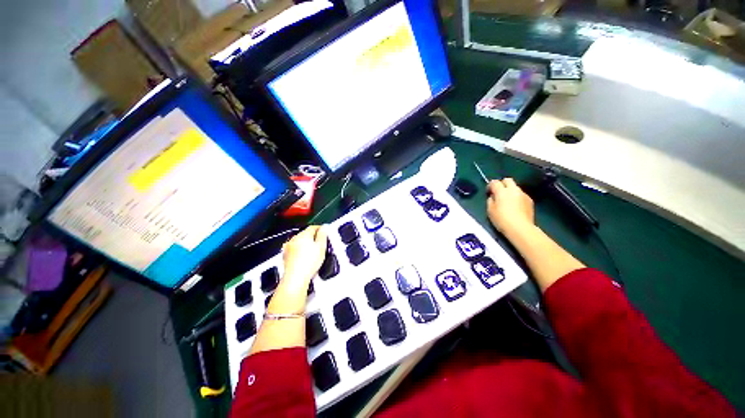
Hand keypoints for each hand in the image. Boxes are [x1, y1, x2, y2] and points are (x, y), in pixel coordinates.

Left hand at [269, 226, 327, 313]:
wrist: (295, 278)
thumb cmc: (308, 264)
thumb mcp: (321, 247)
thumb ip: (323, 235)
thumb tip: (324, 227)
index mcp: (303, 235)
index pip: (313, 227)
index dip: (320, 229)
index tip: (325, 231)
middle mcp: (294, 239)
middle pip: (306, 234)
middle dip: (313, 237)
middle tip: (321, 243)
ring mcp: (288, 247)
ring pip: (300, 241)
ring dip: (306, 244)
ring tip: (314, 252)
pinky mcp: (286, 255)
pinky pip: (295, 249)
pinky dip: (300, 251)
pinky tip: (305, 258)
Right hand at [487, 178, 534, 236]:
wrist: (521, 228)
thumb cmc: (502, 219)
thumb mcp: (490, 210)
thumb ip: (490, 200)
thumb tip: (493, 197)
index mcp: (502, 191)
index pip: (495, 182)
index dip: (490, 185)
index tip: (488, 192)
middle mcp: (513, 190)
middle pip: (508, 180)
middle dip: (502, 184)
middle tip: (498, 193)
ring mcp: (523, 194)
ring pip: (515, 187)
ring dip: (510, 191)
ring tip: (507, 201)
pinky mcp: (530, 200)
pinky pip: (521, 195)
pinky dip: (517, 197)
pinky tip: (515, 207)